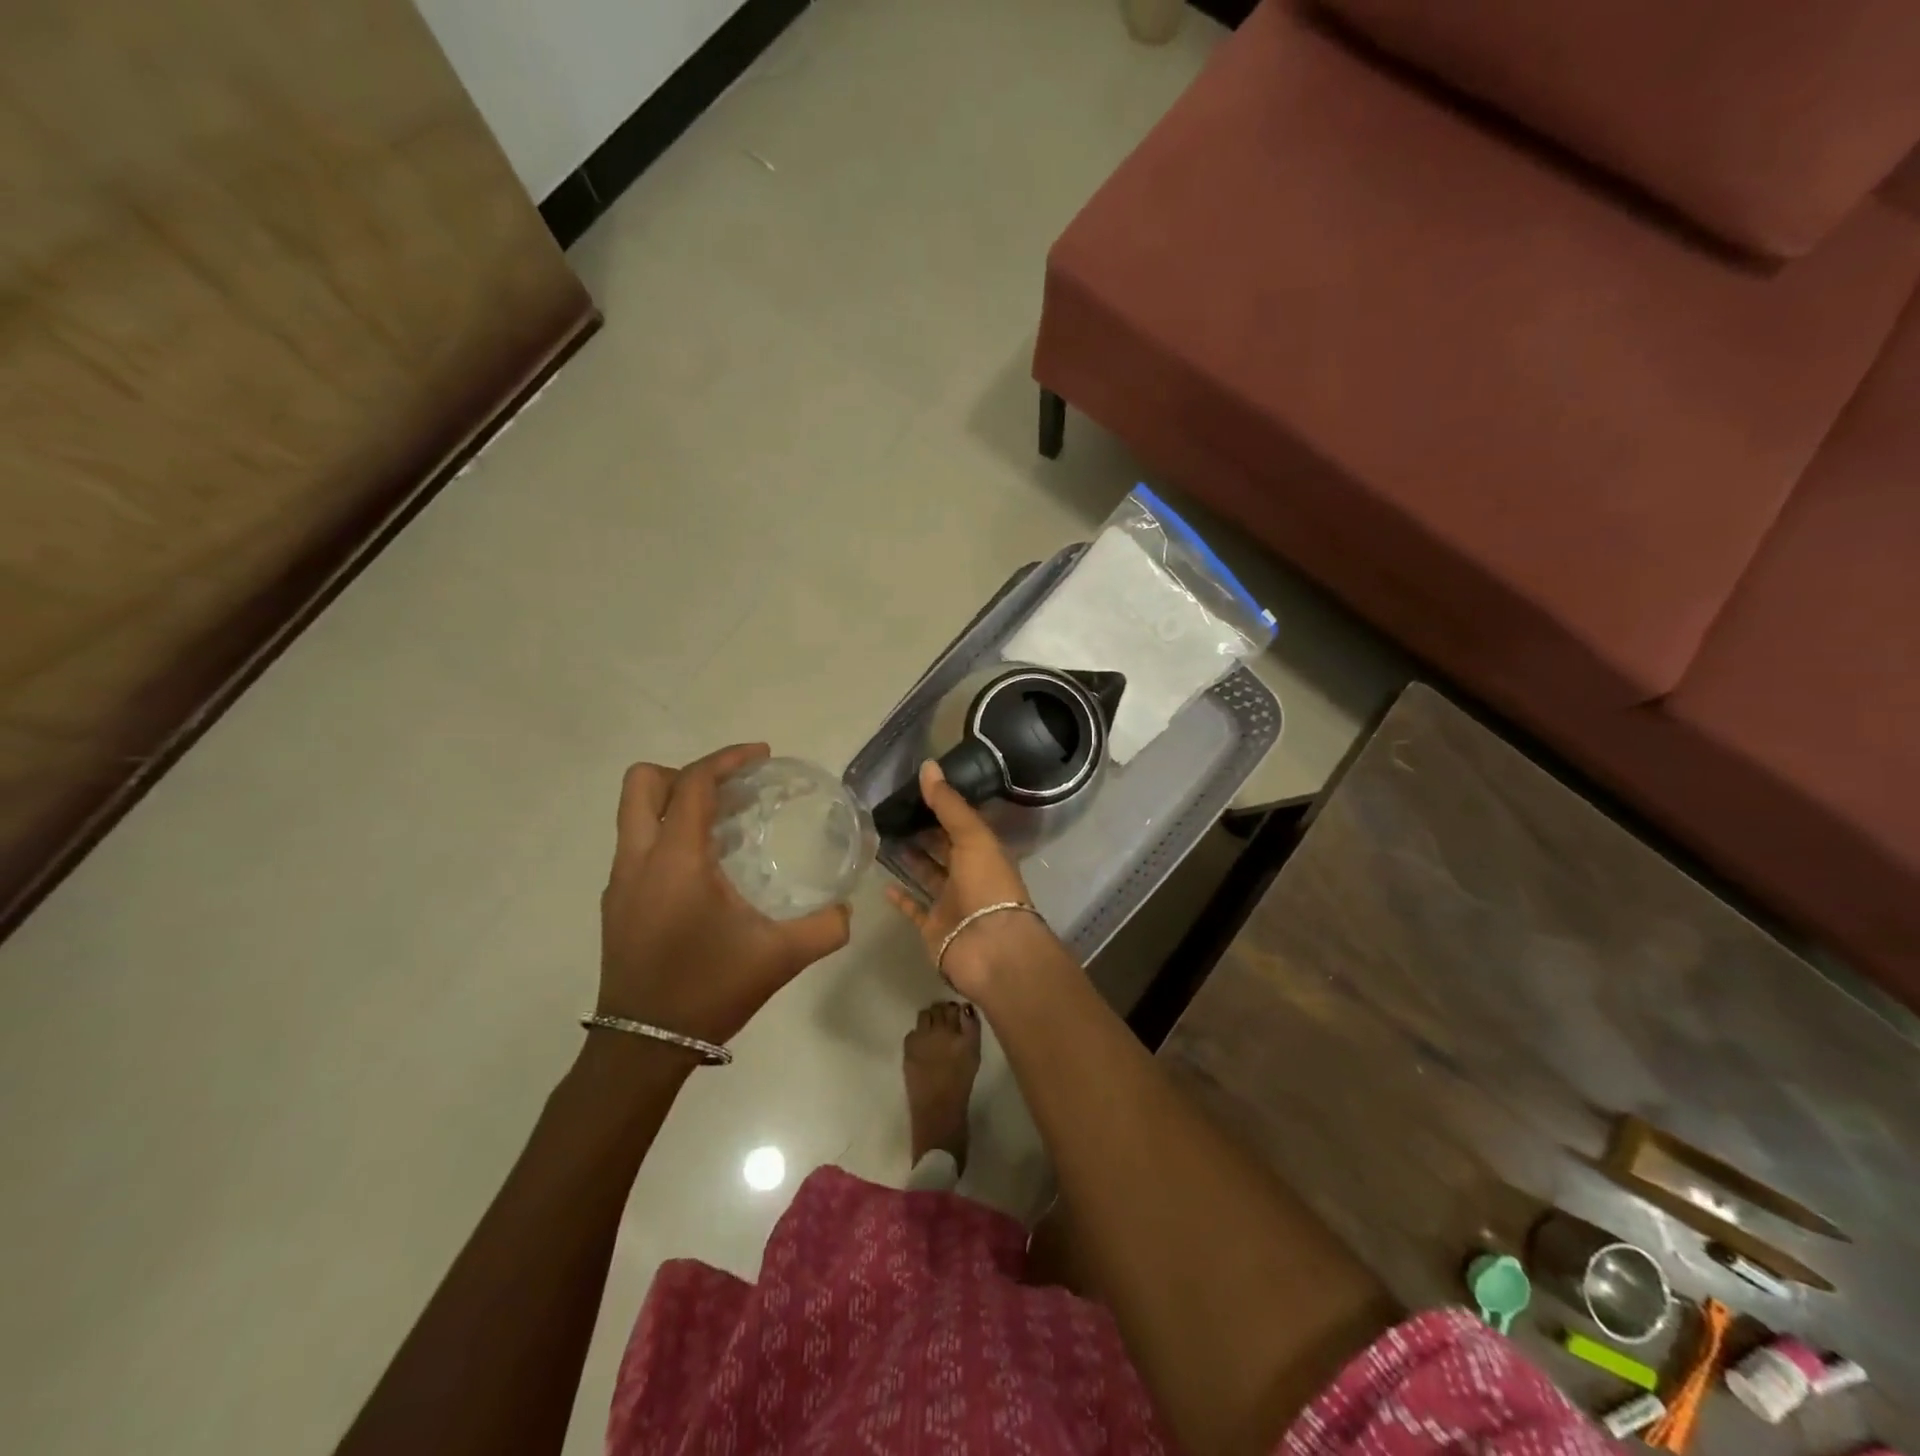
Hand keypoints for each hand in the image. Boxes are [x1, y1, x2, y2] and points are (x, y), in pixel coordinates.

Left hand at [598, 743, 850, 1047]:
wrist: (643, 1048)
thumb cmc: (708, 991)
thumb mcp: (779, 958)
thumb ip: (824, 928)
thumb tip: (846, 909)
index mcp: (676, 860)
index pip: (694, 783)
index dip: (727, 759)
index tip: (762, 756)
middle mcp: (638, 859)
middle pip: (643, 783)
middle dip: (688, 773)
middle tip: (731, 790)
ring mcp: (621, 882)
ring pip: (635, 813)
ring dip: (677, 803)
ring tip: (724, 824)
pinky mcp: (616, 903)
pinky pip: (638, 844)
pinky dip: (668, 834)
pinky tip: (705, 869)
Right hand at [883, 760, 1052, 999]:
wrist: (990, 948)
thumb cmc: (987, 885)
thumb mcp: (972, 836)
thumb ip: (949, 803)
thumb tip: (928, 765)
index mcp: (985, 851)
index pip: (961, 823)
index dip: (941, 806)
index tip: (914, 789)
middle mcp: (969, 875)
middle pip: (943, 848)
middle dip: (923, 831)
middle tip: (891, 811)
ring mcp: (951, 903)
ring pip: (928, 875)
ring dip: (910, 859)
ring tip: (882, 837)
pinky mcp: (934, 928)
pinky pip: (915, 909)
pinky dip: (901, 897)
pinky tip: (883, 882)